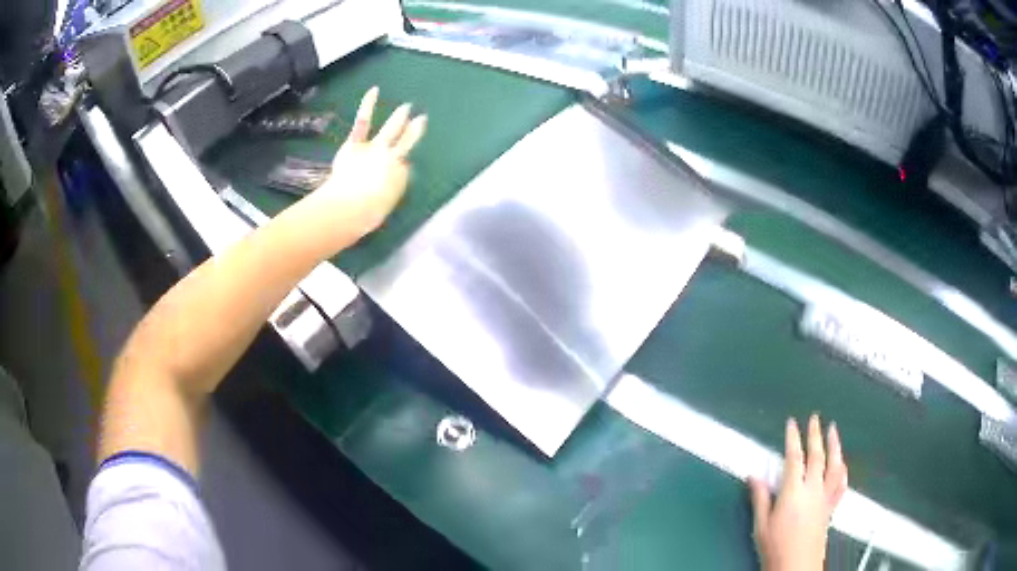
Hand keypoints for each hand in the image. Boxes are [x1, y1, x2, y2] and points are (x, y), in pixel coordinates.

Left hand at [306, 86, 426, 246]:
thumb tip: (378, 192)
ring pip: (392, 130)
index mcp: (401, 176)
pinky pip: (363, 122)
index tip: (398, 165)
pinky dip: (368, 105)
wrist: (352, 205)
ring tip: (406, 107)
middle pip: (407, 142)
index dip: (399, 166)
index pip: (403, 166)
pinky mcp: (357, 143)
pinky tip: (373, 91)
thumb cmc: (366, 213)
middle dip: (414, 131)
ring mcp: (376, 148)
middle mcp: (393, 159)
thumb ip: (383, 195)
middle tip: (421, 120)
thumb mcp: (381, 207)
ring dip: (400, 117)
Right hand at [749, 415, 847, 570]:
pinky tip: (842, 464)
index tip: (792, 423)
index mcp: (793, 492)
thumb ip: (760, 499)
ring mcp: (825, 497)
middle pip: (817, 456)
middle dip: (815, 435)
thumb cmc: (775, 547)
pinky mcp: (831, 508)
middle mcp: (813, 490)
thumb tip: (753, 476)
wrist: (797, 566)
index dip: (793, 439)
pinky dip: (842, 471)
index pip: (794, 459)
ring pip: (834, 466)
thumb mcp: (761, 526)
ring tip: (833, 430)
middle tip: (815, 418)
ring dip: (834, 446)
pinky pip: (841, 485)